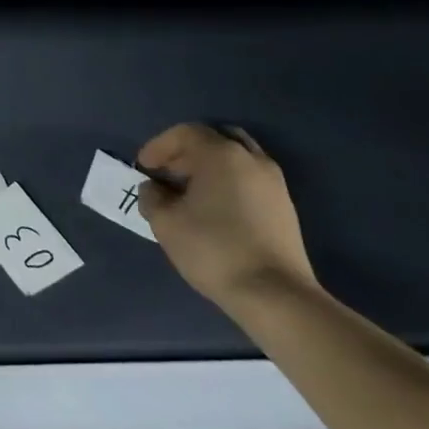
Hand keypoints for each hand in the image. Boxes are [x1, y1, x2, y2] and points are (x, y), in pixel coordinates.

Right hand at [137, 123, 318, 312]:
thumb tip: (154, 189)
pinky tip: (214, 210)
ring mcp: (274, 183)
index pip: (185, 133)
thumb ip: (152, 196)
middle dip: (186, 152)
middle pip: (214, 139)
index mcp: (221, 154)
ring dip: (209, 167)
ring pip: (236, 159)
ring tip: (189, 193)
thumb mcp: (165, 222)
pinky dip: (228, 182)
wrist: (276, 296)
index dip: (159, 146)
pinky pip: (249, 179)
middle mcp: (251, 159)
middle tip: (167, 174)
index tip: (143, 168)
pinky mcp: (285, 208)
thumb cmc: (214, 249)